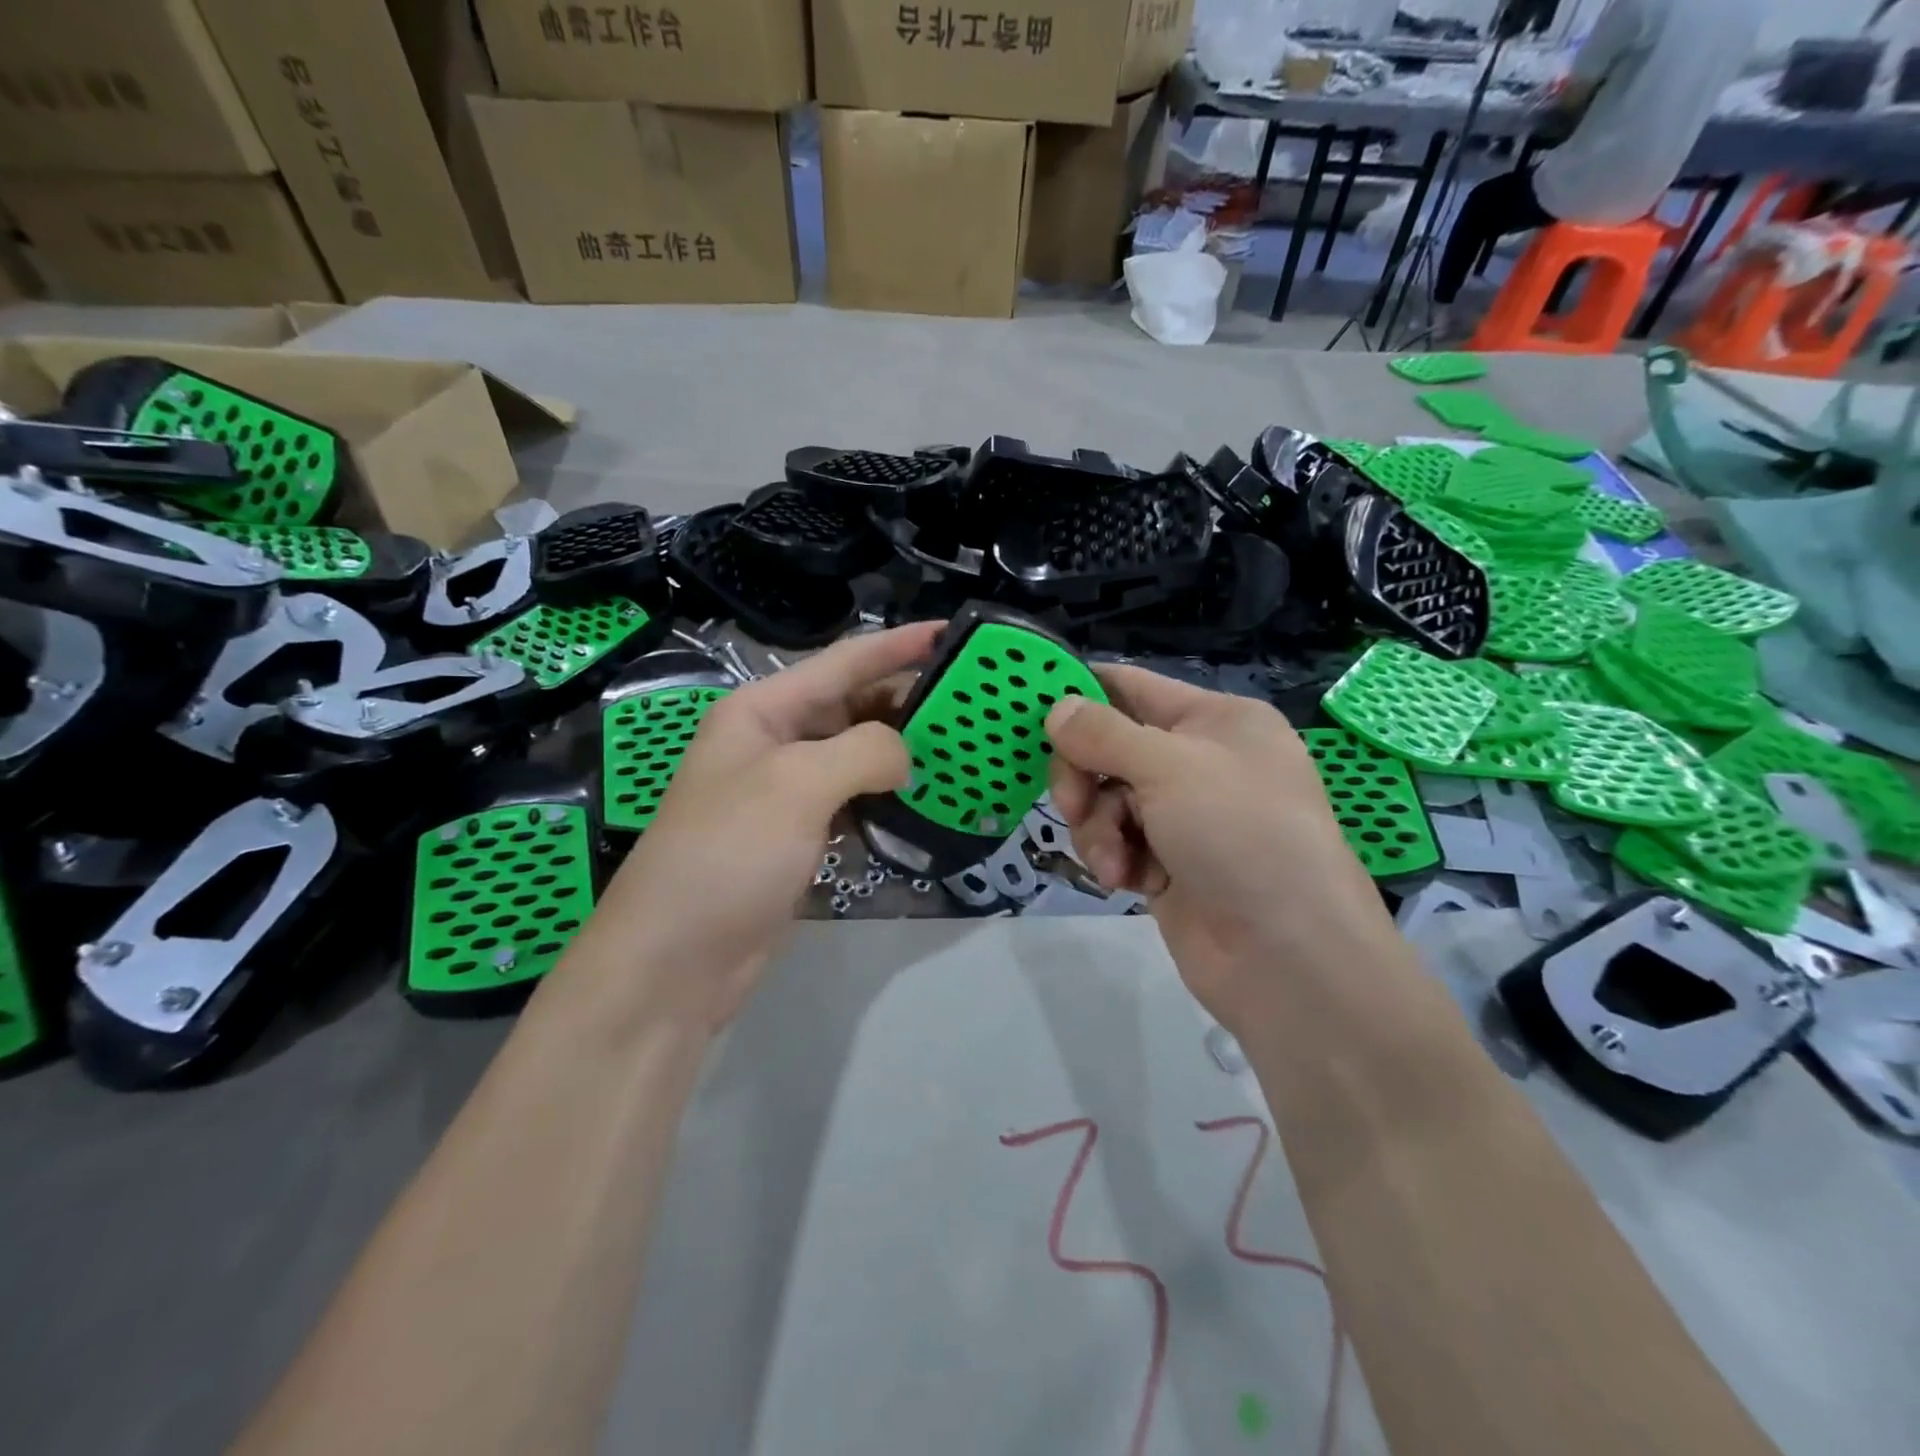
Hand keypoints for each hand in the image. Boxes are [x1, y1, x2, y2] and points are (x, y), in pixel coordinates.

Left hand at [569, 622, 941, 1032]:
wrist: (676, 959)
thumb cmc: (729, 853)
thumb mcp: (797, 784)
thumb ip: (864, 750)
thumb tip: (903, 757)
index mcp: (762, 710)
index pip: (843, 663)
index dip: (897, 645)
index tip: (952, 633)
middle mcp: (773, 741)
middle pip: (852, 706)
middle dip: (907, 701)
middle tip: (970, 706)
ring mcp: (785, 792)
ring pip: (855, 755)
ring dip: (901, 751)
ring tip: (959, 748)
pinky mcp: (798, 836)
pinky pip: (852, 800)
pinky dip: (886, 796)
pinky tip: (924, 799)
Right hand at [1045, 666, 1406, 1035]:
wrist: (1288, 956)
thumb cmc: (1239, 835)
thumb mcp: (1170, 767)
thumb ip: (1103, 734)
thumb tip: (1056, 708)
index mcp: (1215, 720)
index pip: (1131, 687)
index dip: (1081, 694)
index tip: (1030, 713)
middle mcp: (1200, 761)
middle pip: (1109, 748)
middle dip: (1083, 776)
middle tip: (1071, 804)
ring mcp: (1184, 816)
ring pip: (1106, 800)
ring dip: (1097, 828)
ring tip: (1115, 862)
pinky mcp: (1168, 864)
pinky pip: (1117, 842)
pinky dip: (1113, 858)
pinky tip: (1125, 881)